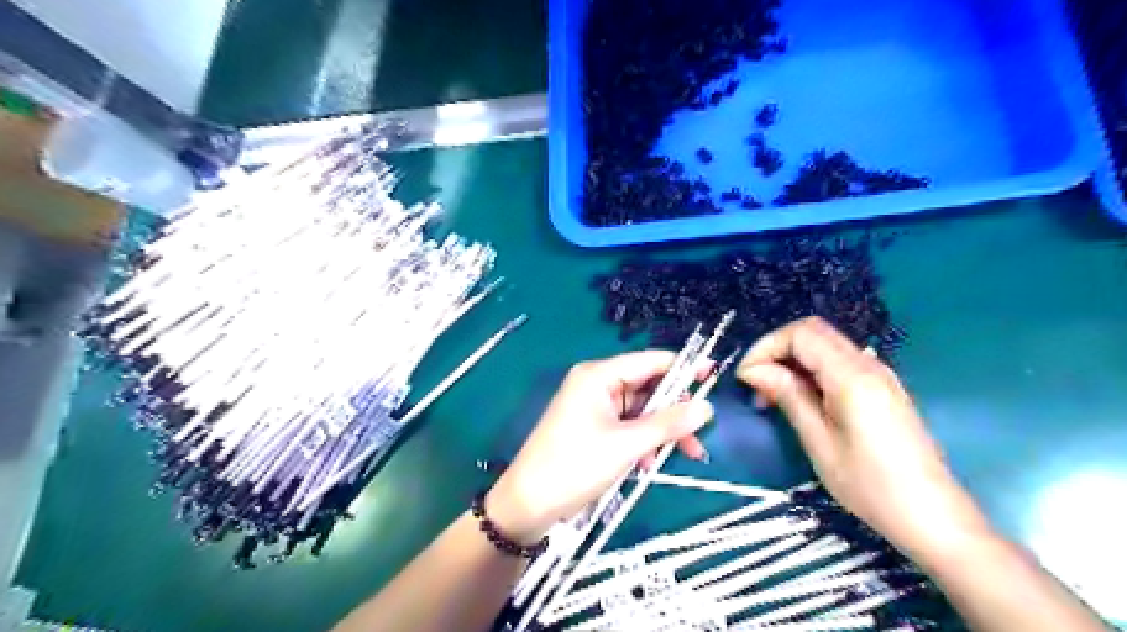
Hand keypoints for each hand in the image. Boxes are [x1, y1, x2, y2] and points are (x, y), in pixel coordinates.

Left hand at [485, 350, 710, 541]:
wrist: (529, 503)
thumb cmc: (575, 465)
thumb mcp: (627, 444)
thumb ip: (668, 423)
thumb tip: (707, 407)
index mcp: (599, 375)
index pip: (650, 361)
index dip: (684, 367)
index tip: (714, 376)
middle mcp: (597, 384)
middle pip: (648, 388)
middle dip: (675, 412)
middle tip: (702, 433)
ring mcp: (595, 407)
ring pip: (641, 411)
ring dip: (662, 432)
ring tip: (687, 455)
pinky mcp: (594, 428)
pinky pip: (629, 427)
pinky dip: (644, 442)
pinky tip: (650, 464)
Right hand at [747, 318, 988, 560]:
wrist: (932, 516)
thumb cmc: (870, 485)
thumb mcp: (819, 442)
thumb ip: (788, 396)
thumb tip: (754, 370)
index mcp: (852, 376)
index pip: (801, 334)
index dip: (766, 347)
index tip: (746, 378)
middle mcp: (868, 364)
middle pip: (813, 332)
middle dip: (776, 350)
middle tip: (756, 384)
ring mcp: (879, 374)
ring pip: (825, 345)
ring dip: (793, 360)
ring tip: (773, 396)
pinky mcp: (881, 388)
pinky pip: (838, 362)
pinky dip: (811, 370)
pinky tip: (801, 400)